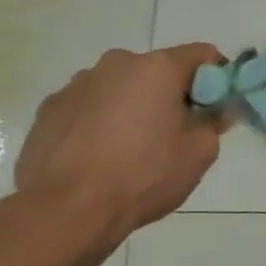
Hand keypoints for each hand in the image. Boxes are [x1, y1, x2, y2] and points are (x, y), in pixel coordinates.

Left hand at [14, 43, 228, 243]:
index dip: (217, 77)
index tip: (216, 106)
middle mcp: (116, 64)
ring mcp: (77, 85)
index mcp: (157, 68)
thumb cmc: (143, 175)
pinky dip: (99, 122)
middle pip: (157, 70)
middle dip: (170, 94)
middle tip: (175, 132)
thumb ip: (214, 123)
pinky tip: (98, 156)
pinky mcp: (48, 110)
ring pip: (119, 88)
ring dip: (132, 106)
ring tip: (130, 148)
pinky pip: (88, 107)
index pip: (202, 55)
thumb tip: (217, 111)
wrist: (66, 210)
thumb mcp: (199, 153)